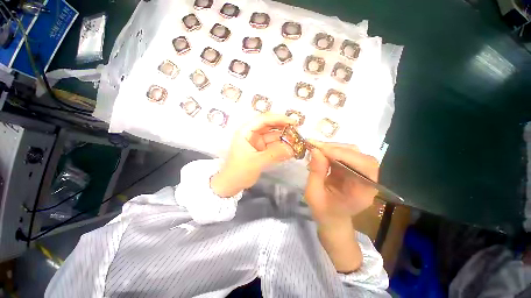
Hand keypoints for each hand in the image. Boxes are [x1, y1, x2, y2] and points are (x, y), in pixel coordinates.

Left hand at [210, 114, 295, 196]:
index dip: (278, 118)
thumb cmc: (239, 171)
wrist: (231, 184)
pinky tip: (290, 148)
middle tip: (297, 130)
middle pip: (269, 125)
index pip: (263, 119)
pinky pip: (272, 144)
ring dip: (283, 137)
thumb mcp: (256, 162)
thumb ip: (274, 154)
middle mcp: (251, 133)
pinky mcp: (261, 148)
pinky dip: (281, 146)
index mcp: (245, 131)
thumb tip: (292, 149)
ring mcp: (256, 141)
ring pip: (272, 135)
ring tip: (296, 140)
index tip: (292, 122)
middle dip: (283, 127)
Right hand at [305, 141, 378, 227]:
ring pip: (353, 152)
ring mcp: (360, 173)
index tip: (322, 150)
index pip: (364, 166)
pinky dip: (332, 151)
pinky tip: (321, 153)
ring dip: (334, 148)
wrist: (332, 219)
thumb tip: (315, 150)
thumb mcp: (313, 194)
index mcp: (362, 192)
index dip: (345, 154)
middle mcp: (367, 180)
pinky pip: (345, 155)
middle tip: (316, 147)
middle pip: (360, 156)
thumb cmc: (323, 211)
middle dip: (337, 149)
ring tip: (317, 149)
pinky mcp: (352, 169)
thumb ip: (316, 173)